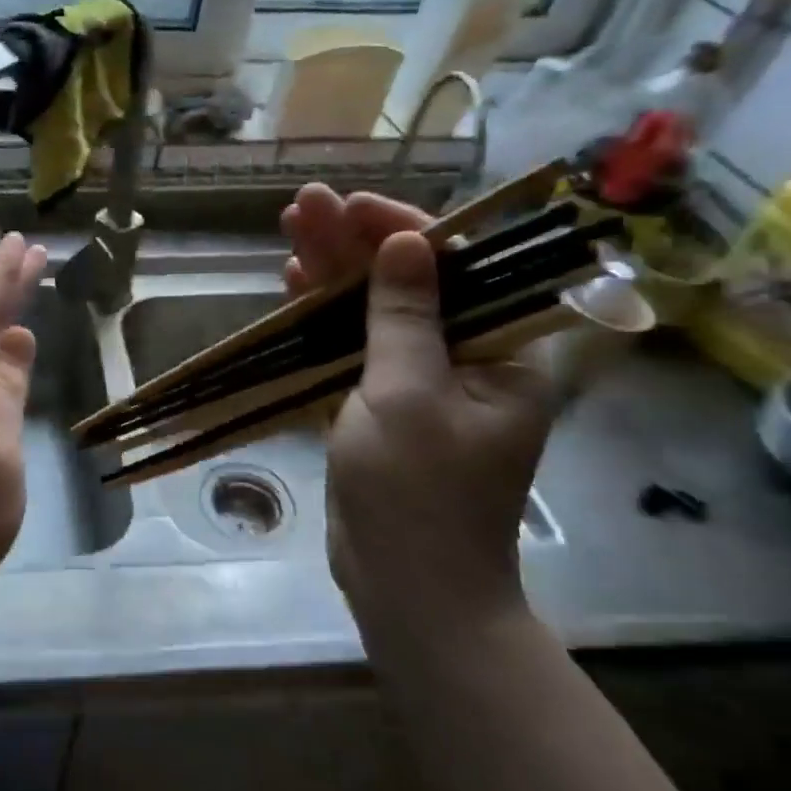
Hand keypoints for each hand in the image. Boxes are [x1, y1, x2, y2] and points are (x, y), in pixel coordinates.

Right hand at [281, 185, 553, 645]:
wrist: (406, 585)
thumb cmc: (418, 492)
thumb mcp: (408, 396)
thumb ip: (405, 317)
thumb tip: (406, 242)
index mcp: (500, 354)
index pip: (456, 268)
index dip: (402, 229)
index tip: (352, 205)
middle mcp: (463, 359)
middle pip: (406, 283)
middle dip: (353, 243)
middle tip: (303, 204)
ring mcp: (416, 382)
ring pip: (372, 311)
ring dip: (332, 273)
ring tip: (290, 230)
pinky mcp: (378, 404)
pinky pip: (351, 347)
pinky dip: (323, 318)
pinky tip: (294, 286)